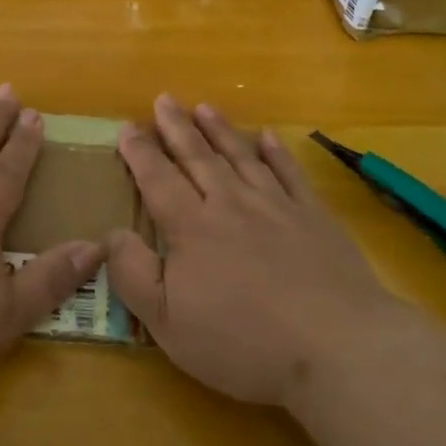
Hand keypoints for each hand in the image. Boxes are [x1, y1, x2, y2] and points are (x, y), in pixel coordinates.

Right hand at [105, 95, 404, 407]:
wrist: (335, 345)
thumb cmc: (243, 341)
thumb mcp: (168, 322)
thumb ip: (133, 274)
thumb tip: (111, 234)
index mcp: (192, 228)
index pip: (158, 180)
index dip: (140, 153)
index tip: (128, 127)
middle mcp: (231, 204)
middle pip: (198, 157)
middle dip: (177, 127)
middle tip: (164, 99)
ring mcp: (276, 206)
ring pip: (241, 157)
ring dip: (221, 131)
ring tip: (205, 107)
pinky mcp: (314, 217)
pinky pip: (290, 173)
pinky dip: (277, 153)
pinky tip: (269, 137)